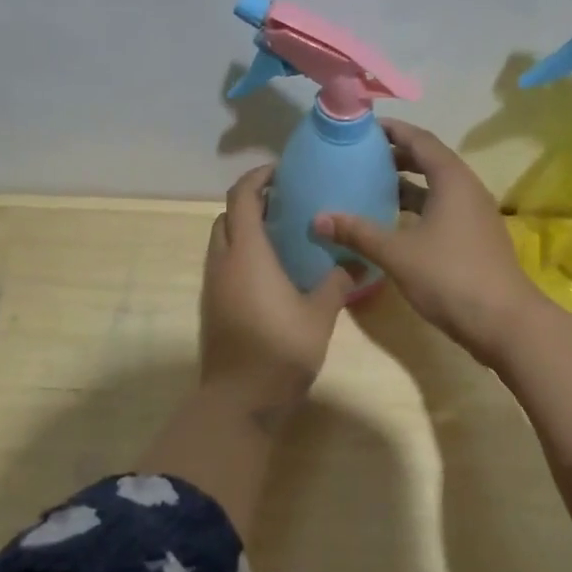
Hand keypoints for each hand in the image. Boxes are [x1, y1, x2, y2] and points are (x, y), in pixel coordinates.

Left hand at [200, 166, 351, 414]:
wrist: (240, 398)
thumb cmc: (281, 348)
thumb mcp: (320, 314)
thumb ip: (338, 282)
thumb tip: (359, 263)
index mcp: (247, 252)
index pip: (242, 197)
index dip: (258, 178)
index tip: (281, 172)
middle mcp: (223, 261)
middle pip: (227, 216)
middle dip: (251, 202)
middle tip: (285, 203)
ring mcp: (213, 284)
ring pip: (222, 240)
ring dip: (243, 228)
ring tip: (280, 234)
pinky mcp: (211, 305)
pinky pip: (222, 264)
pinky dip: (240, 253)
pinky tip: (269, 270)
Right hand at [315, 119, 549, 366]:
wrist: (505, 323)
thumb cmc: (450, 277)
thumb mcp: (397, 254)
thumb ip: (358, 233)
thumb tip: (317, 219)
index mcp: (452, 180)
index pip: (420, 140)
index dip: (392, 130)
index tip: (363, 128)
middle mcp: (467, 189)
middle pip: (430, 160)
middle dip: (397, 156)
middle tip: (362, 158)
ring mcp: (475, 215)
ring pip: (437, 187)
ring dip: (407, 184)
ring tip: (372, 187)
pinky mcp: (475, 238)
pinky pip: (443, 209)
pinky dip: (418, 208)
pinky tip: (395, 224)